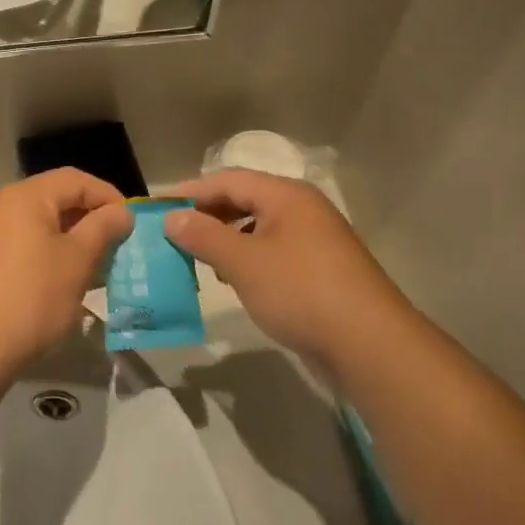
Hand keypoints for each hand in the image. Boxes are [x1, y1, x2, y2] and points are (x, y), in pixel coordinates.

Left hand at [0, 170, 132, 378]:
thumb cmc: (32, 299)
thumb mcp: (77, 262)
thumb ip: (102, 229)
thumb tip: (121, 212)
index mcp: (23, 197)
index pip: (74, 179)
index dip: (108, 196)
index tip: (130, 222)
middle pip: (52, 198)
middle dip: (87, 218)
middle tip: (114, 245)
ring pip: (34, 223)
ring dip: (66, 238)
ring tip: (91, 266)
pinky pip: (16, 243)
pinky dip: (41, 252)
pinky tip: (56, 280)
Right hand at [163, 169, 413, 363]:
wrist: (368, 344)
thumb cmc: (300, 292)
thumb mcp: (243, 262)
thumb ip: (204, 236)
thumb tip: (171, 217)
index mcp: (286, 196)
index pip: (228, 180)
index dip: (190, 191)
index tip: (156, 206)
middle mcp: (302, 210)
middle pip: (244, 200)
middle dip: (206, 214)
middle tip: (170, 231)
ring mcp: (313, 240)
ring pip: (257, 228)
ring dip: (224, 238)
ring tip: (193, 255)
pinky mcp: (318, 270)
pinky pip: (271, 251)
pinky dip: (245, 257)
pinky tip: (229, 277)